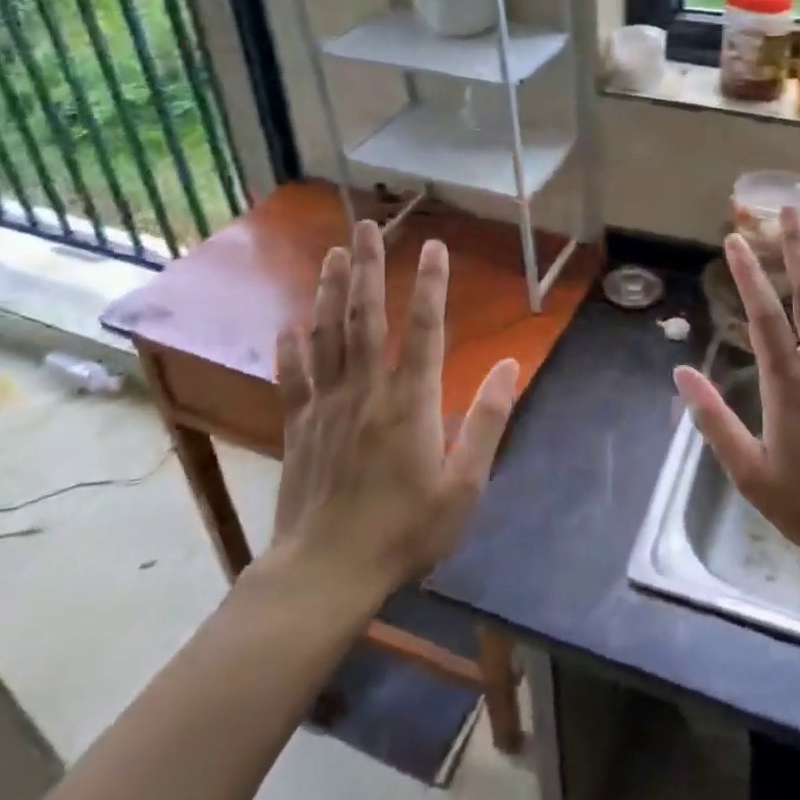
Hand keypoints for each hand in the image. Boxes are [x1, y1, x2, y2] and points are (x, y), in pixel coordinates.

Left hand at [253, 219, 518, 602]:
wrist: (325, 575)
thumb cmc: (404, 531)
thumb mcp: (464, 486)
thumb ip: (487, 421)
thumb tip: (511, 366)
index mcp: (410, 401)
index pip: (424, 328)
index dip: (431, 284)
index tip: (434, 246)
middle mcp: (366, 390)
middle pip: (365, 316)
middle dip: (366, 266)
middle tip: (364, 225)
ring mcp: (326, 405)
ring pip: (327, 335)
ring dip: (329, 291)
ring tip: (331, 253)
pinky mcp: (299, 427)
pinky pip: (293, 378)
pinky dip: (290, 349)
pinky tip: (289, 324)